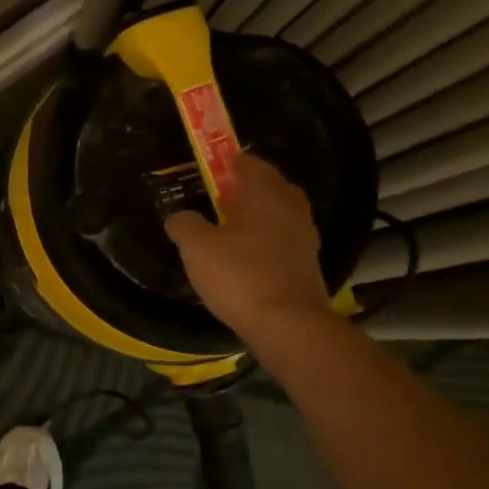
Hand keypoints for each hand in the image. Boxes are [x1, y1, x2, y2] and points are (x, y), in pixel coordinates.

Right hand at [165, 154, 333, 339]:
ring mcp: (304, 236)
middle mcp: (291, 207)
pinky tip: (247, 260)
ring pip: (278, 214)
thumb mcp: (197, 249)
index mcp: (265, 193)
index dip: (227, 163)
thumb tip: (180, 217)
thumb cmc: (241, 276)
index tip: (209, 172)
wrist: (289, 325)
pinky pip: (283, 240)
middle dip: (245, 190)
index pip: (248, 162)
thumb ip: (184, 225)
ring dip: (257, 217)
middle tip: (218, 202)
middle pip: (268, 186)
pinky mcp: (308, 264)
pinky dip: (266, 242)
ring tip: (229, 233)